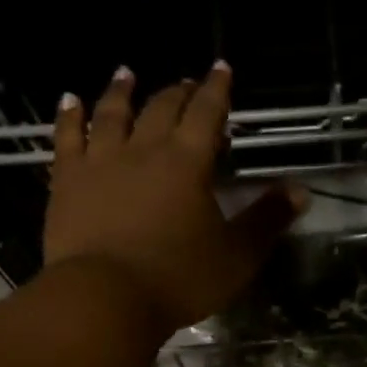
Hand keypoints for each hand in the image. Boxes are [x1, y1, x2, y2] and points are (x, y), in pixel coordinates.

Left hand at [42, 63, 307, 332]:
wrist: (105, 298)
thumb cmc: (179, 278)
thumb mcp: (237, 255)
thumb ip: (267, 219)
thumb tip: (300, 190)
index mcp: (188, 163)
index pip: (207, 113)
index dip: (217, 90)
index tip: (221, 68)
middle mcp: (144, 151)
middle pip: (161, 109)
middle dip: (177, 92)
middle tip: (185, 83)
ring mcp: (100, 163)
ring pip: (112, 114)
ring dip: (122, 92)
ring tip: (127, 74)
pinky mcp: (67, 182)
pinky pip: (67, 138)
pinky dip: (69, 116)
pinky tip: (69, 100)